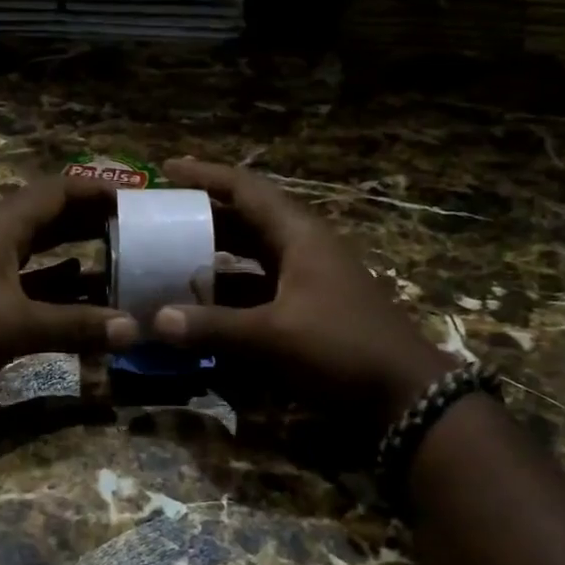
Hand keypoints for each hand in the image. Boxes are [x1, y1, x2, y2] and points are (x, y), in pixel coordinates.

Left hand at [0, 175, 131, 386]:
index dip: (97, 191)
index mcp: (1, 225)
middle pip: (49, 217)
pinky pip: (25, 283)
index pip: (58, 191)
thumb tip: (133, 328)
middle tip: (136, 231)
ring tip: (118, 264)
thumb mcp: (16, 325)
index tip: (137, 200)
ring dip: (76, 256)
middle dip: (91, 222)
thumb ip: (76, 326)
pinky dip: (54, 286)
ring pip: (38, 252)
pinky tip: (79, 298)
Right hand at [153, 159, 454, 416]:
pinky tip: (203, 304)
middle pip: (246, 219)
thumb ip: (214, 326)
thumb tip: (156, 321)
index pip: (246, 189)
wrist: (407, 395)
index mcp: (299, 234)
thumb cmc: (343, 348)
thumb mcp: (274, 336)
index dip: (206, 176)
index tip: (167, 170)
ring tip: (170, 258)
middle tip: (160, 218)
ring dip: (215, 256)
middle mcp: (303, 247)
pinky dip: (231, 291)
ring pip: (252, 256)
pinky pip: (260, 287)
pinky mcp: (310, 308)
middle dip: (204, 217)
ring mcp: (309, 278)